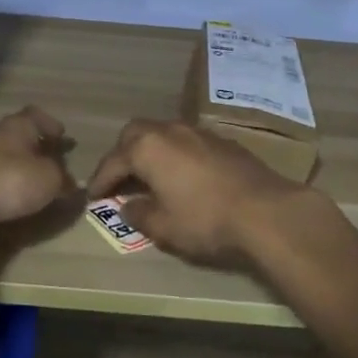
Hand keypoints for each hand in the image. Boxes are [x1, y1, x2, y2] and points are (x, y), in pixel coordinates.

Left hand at [0, 106, 74, 227]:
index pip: (37, 116)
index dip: (50, 125)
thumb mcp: (48, 180)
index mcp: (20, 126)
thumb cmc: (10, 179)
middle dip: (35, 146)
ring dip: (18, 164)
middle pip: (19, 134)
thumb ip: (62, 179)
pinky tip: (9, 195)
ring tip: (32, 181)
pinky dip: (3, 181)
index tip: (61, 135)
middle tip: (50, 160)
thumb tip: (70, 183)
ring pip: (4, 153)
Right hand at [86, 119, 318, 265]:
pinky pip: (188, 141)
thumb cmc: (204, 220)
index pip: (113, 161)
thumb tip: (128, 206)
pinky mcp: (223, 140)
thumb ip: (139, 214)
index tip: (93, 196)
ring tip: (151, 175)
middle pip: (136, 134)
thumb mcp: (163, 227)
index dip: (100, 180)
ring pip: (164, 133)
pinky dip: (177, 154)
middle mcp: (170, 130)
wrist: (265, 211)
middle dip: (123, 154)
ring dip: (152, 151)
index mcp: (147, 147)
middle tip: (120, 177)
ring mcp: (199, 132)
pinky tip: (184, 175)